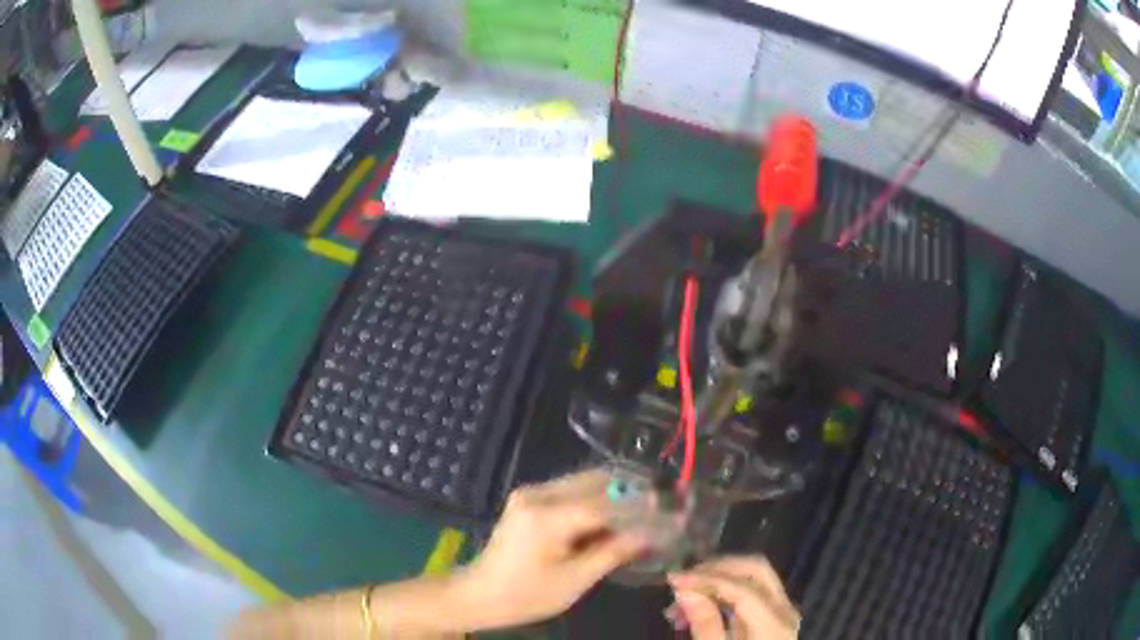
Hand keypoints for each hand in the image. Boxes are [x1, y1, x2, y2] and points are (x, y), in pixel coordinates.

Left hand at [452, 468, 649, 629]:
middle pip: (597, 482)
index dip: (641, 506)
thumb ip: (614, 552)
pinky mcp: (529, 499)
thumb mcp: (575, 580)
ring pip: (586, 482)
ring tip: (644, 514)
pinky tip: (614, 517)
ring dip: (616, 495)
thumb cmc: (527, 594)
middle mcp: (538, 493)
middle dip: (632, 494)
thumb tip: (652, 533)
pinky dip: (597, 500)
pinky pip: (572, 490)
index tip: (671, 511)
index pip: (606, 502)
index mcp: (547, 515)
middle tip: (662, 509)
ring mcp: (531, 493)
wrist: (480, 594)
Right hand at [667, 555, 799, 639]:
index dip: (706, 578)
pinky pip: (753, 592)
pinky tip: (699, 607)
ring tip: (682, 601)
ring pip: (754, 578)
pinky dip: (725, 592)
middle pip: (756, 570)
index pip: (741, 587)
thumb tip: (685, 589)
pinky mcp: (775, 617)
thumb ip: (704, 624)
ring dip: (718, 580)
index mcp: (774, 624)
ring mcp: (783, 612)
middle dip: (716, 569)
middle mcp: (785, 610)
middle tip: (681, 580)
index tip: (671, 578)